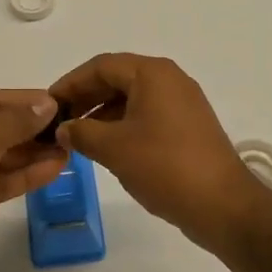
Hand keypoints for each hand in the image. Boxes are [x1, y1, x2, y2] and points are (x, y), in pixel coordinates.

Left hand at [0, 89, 66, 271]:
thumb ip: (18, 120)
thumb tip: (48, 103)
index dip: (24, 101)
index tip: (59, 104)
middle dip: (32, 129)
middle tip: (70, 130)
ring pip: (0, 156)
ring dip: (33, 153)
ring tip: (69, 150)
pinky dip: (24, 175)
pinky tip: (55, 170)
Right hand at [49, 54, 271, 249]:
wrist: (223, 205)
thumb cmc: (165, 167)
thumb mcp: (114, 149)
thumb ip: (82, 132)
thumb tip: (63, 128)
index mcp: (152, 73)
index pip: (101, 66)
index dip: (70, 83)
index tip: (48, 104)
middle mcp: (170, 79)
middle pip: (118, 78)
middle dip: (86, 97)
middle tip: (60, 120)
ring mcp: (183, 102)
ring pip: (133, 97)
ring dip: (103, 112)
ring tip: (78, 137)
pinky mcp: (189, 125)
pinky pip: (148, 113)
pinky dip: (123, 124)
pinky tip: (108, 147)